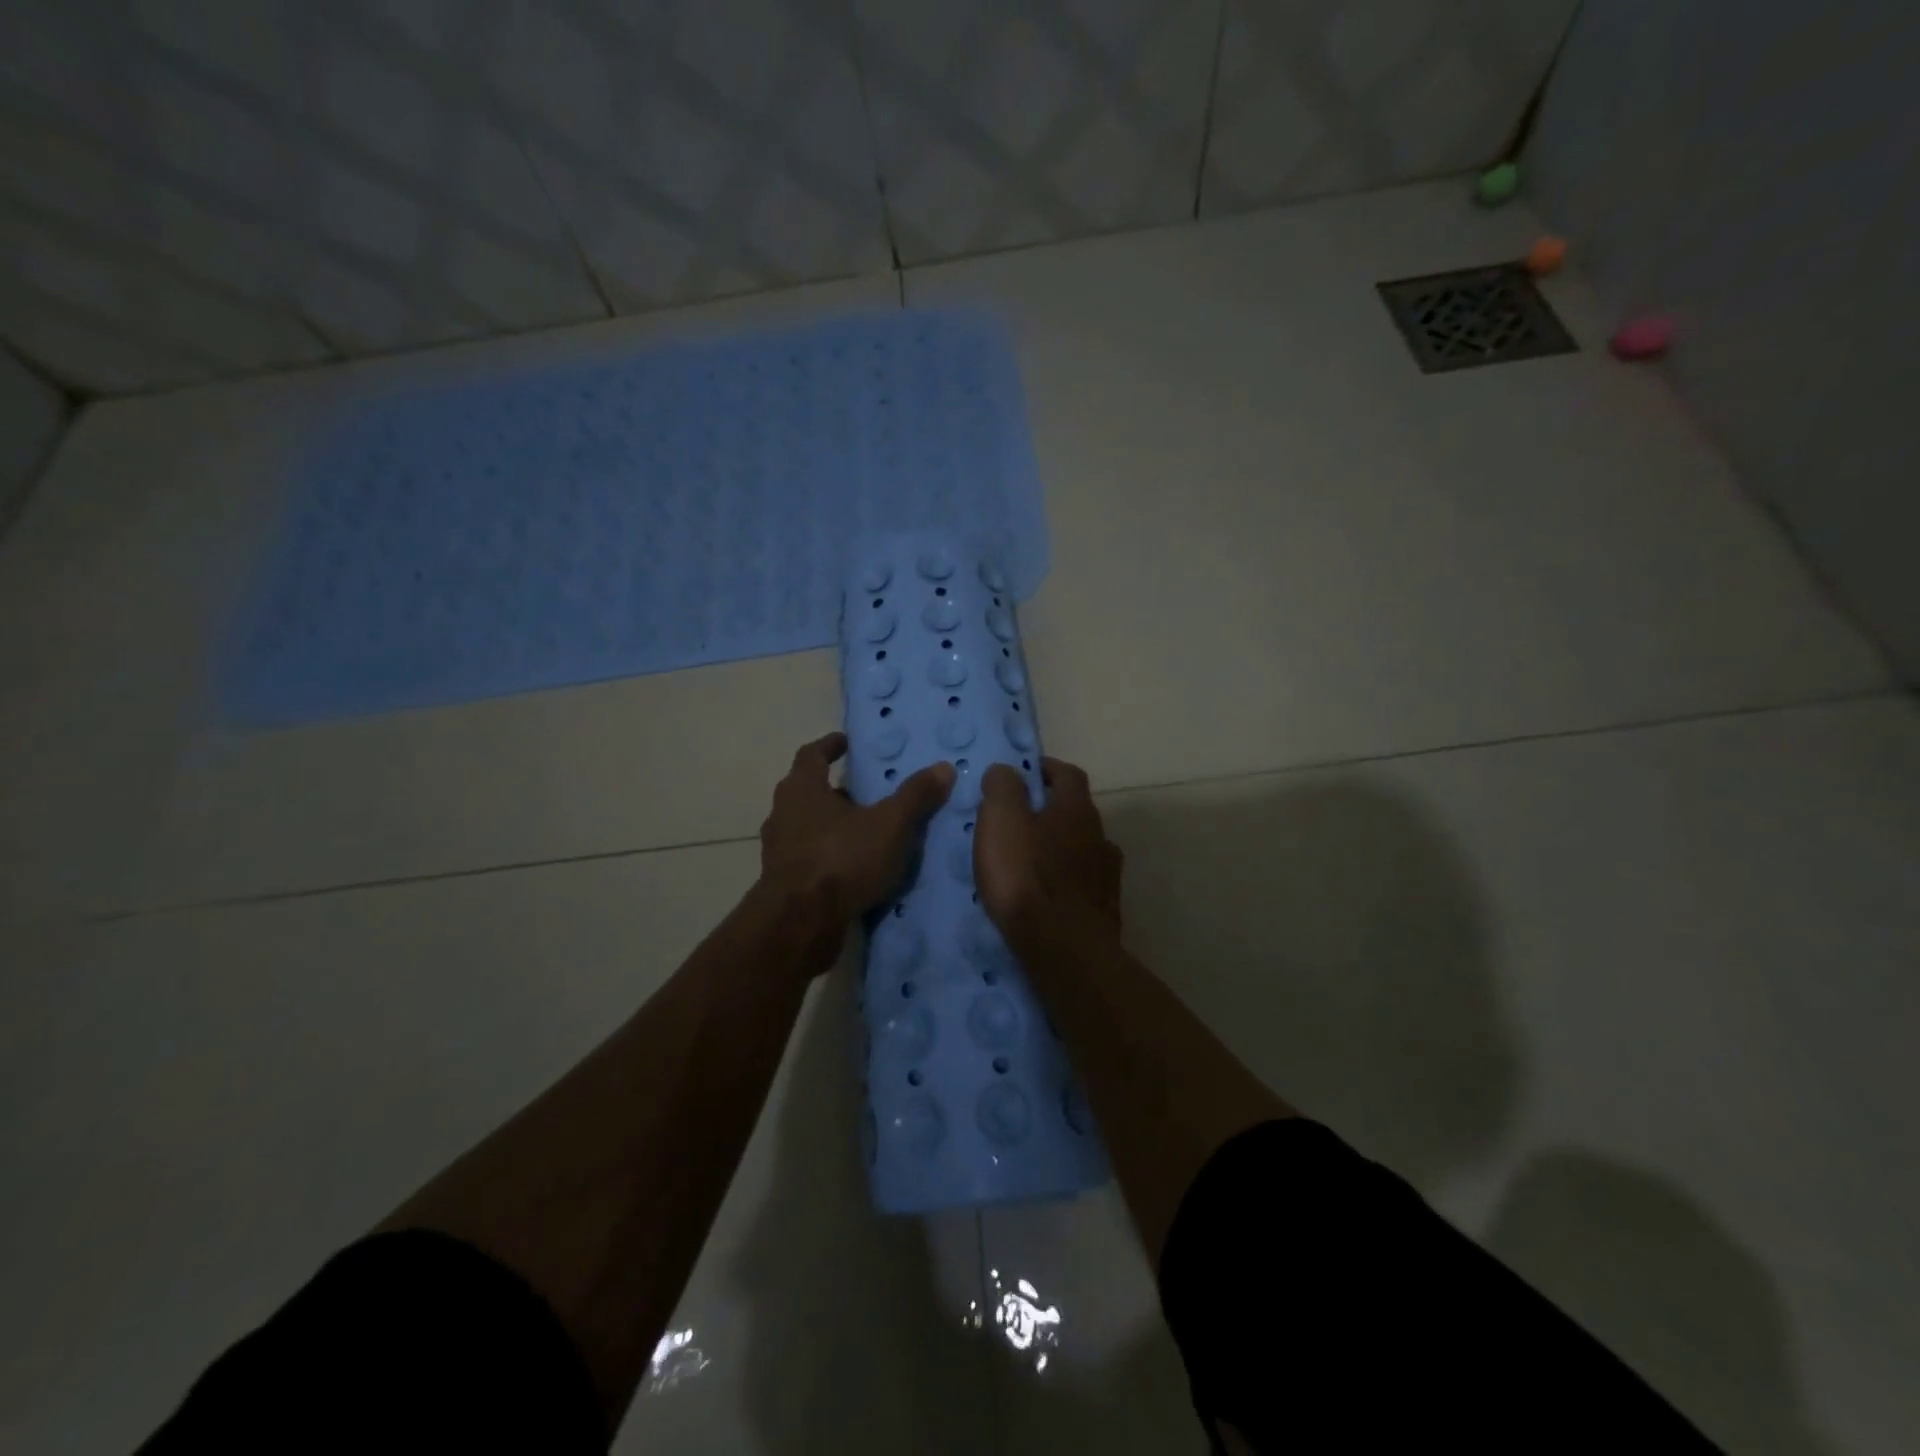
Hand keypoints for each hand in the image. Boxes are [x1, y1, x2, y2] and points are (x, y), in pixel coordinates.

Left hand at [758, 733, 954, 960]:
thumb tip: (944, 767)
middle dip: (834, 789)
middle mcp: (783, 814)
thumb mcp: (889, 825)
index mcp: (802, 789)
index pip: (812, 754)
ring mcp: (779, 851)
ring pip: (807, 827)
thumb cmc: (842, 860)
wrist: (800, 924)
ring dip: (831, 825)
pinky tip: (854, 868)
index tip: (845, 742)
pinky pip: (809, 858)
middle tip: (863, 790)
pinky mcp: (782, 883)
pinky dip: (829, 856)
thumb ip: (915, 796)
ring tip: (864, 830)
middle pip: (807, 791)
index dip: (829, 746)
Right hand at [974, 757, 1123, 947]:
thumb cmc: (1026, 877)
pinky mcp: (1105, 909)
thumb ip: (1003, 787)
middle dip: (1050, 810)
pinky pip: (1083, 883)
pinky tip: (1048, 894)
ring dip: (1060, 847)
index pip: (1067, 773)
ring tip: (1030, 861)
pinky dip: (1066, 880)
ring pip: (1082, 848)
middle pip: (1076, 811)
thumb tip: (1006, 770)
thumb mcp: (1001, 820)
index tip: (1021, 775)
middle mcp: (1100, 835)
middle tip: (1017, 821)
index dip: (1045, 769)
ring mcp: (1107, 875)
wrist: (1063, 950)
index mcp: (1076, 809)